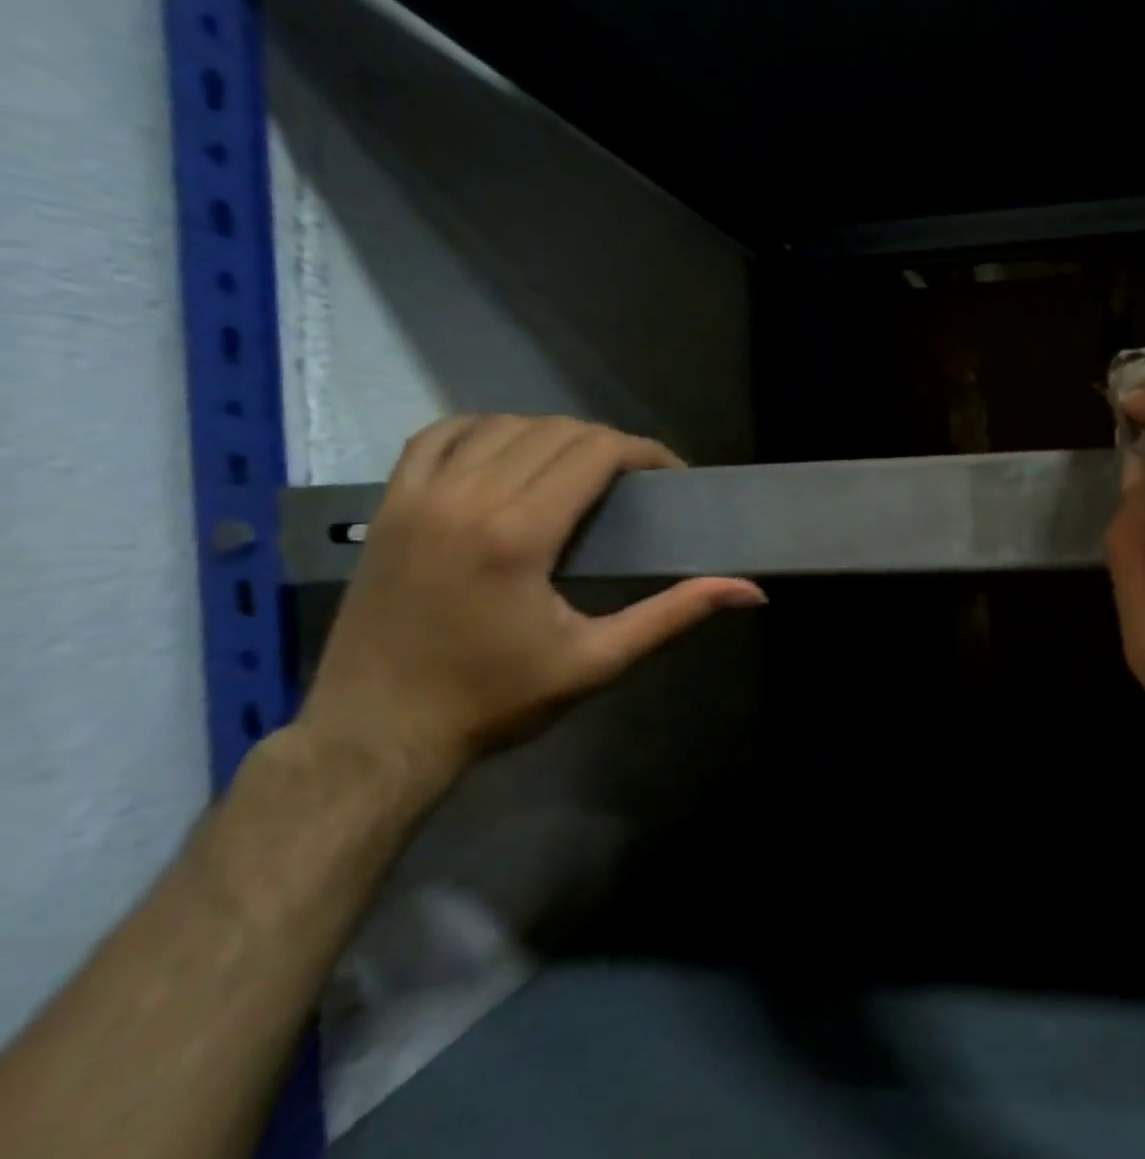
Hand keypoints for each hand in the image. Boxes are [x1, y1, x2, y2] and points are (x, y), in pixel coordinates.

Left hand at [294, 416, 764, 798]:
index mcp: (518, 535)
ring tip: (581, 469)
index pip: (594, 452)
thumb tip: (752, 592)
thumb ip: (674, 615)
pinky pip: (437, 436)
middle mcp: (466, 498)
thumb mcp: (597, 661)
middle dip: (609, 444)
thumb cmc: (495, 700)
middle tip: (637, 481)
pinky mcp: (389, 506)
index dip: (644, 452)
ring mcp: (418, 497)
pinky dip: (483, 429)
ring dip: (553, 434)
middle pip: (555, 432)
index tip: (672, 476)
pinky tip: (507, 451)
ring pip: (501, 425)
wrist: (378, 733)